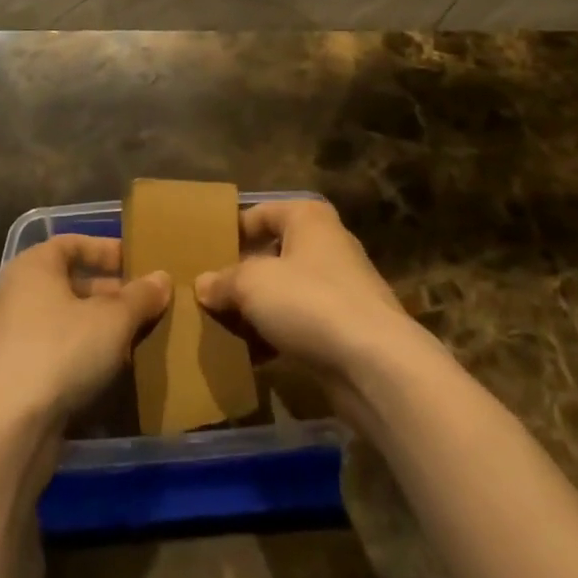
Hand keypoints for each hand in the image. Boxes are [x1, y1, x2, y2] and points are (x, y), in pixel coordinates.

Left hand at [0, 235, 169, 429]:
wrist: (4, 431)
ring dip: (95, 330)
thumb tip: (162, 278)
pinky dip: (77, 360)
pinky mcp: (7, 381)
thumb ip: (140, 296)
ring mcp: (6, 340)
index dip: (106, 250)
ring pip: (61, 323)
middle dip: (107, 295)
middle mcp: (14, 295)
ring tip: (132, 342)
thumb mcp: (114, 320)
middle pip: (68, 284)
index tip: (137, 263)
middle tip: (141, 306)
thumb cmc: (60, 351)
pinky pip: (50, 356)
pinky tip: (106, 377)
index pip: (72, 244)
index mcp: (33, 267)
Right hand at [194, 200, 423, 399]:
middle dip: (242, 274)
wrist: (375, 363)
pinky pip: (300, 322)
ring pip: (286, 290)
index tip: (203, 254)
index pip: (260, 213)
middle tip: (208, 293)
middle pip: (273, 252)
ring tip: (223, 327)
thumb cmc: (309, 302)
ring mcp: (340, 286)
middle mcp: (326, 243)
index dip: (231, 231)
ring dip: (258, 309)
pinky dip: (277, 334)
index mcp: (308, 217)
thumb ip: (224, 281)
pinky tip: (252, 356)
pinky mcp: (345, 327)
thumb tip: (202, 285)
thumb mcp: (253, 285)